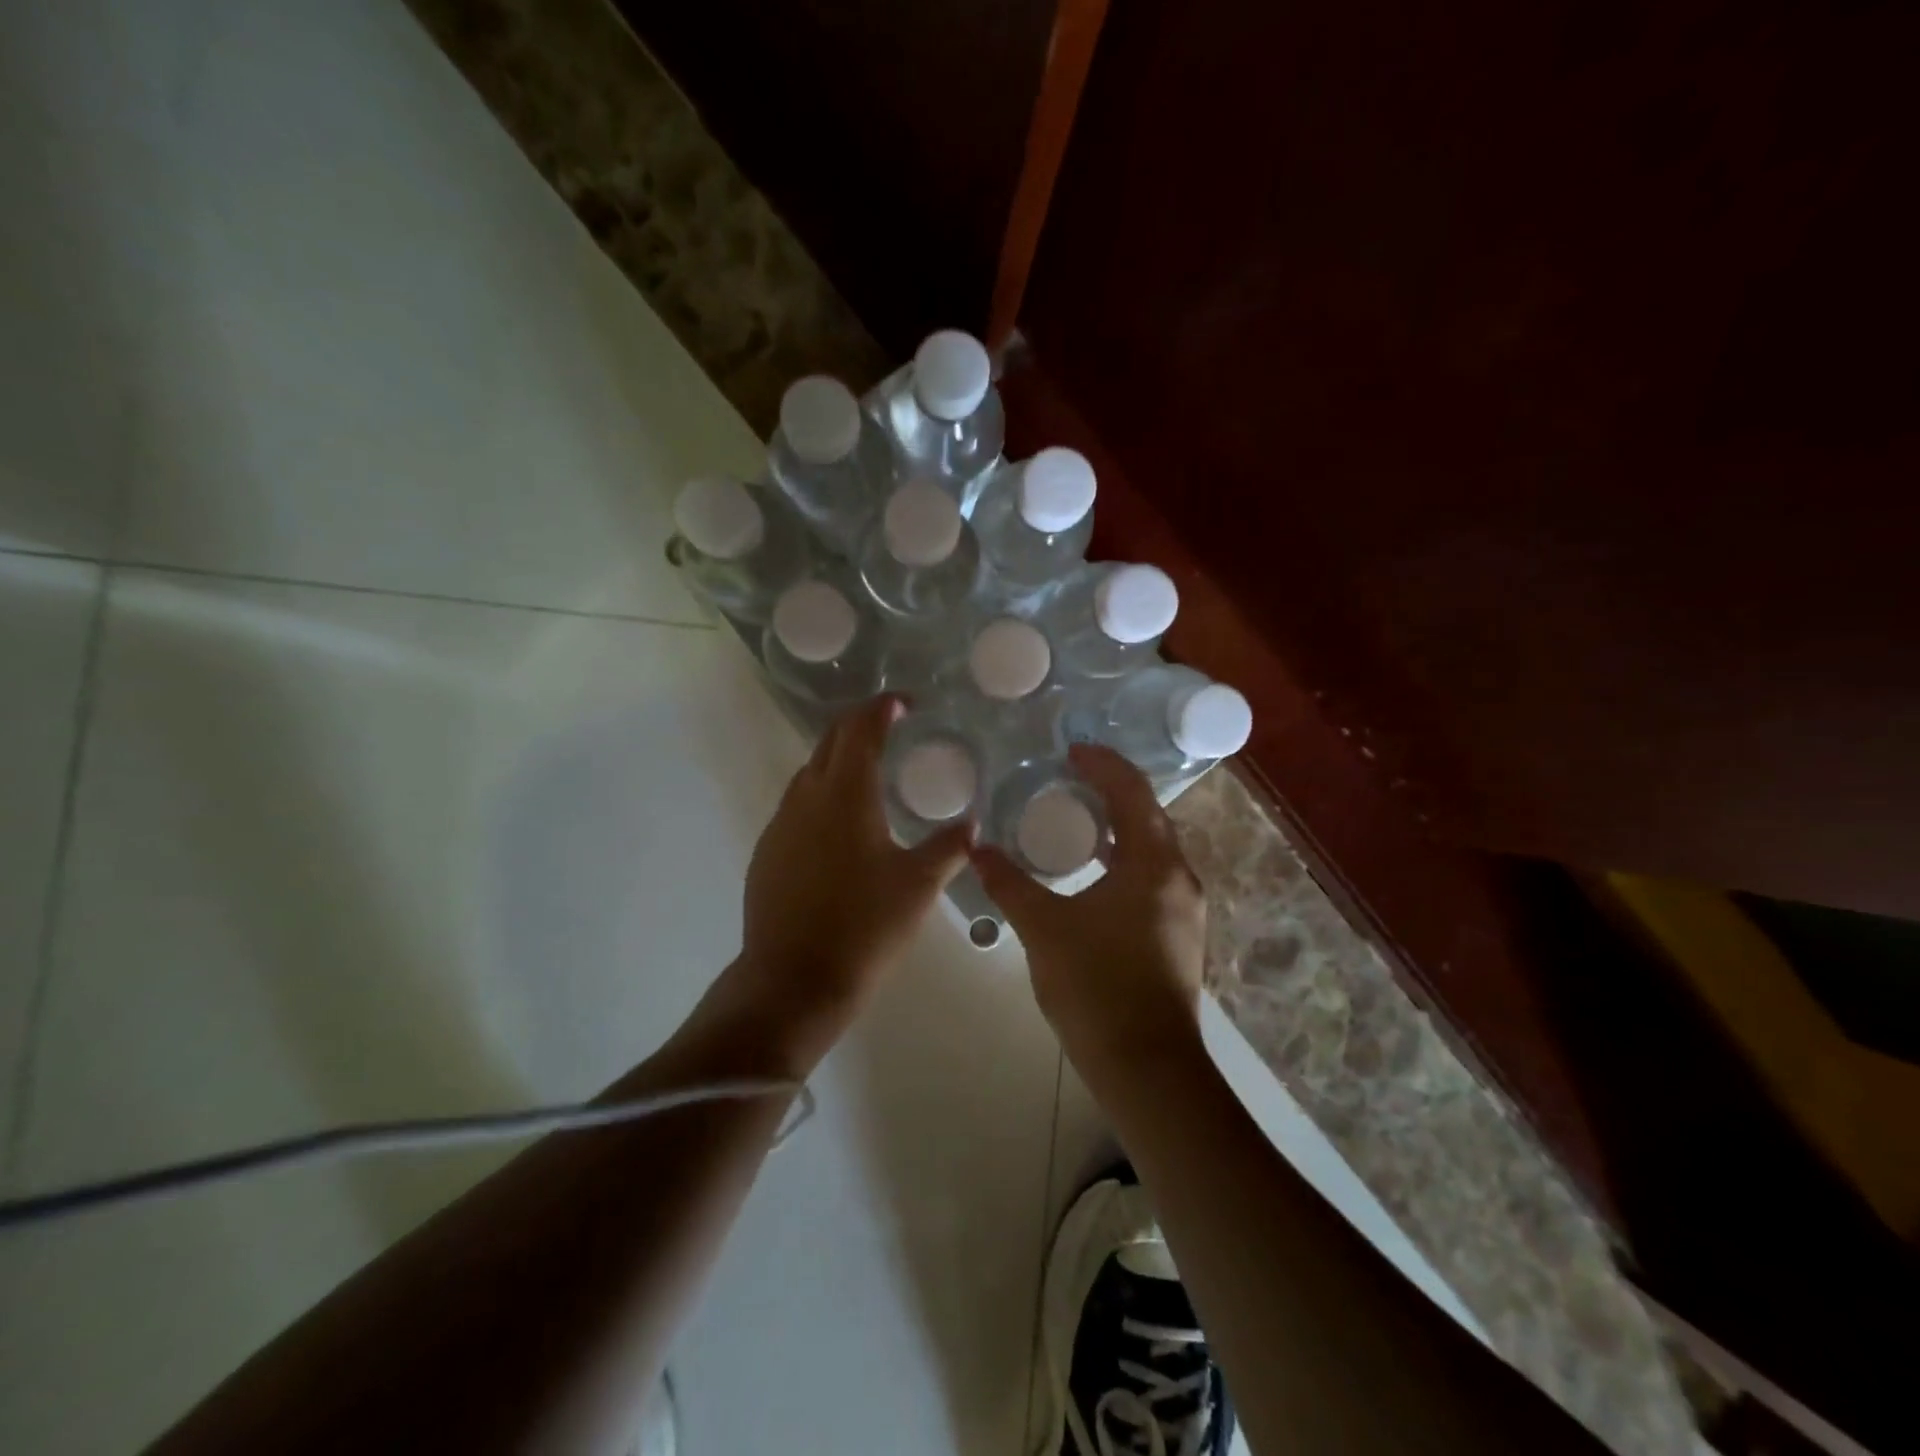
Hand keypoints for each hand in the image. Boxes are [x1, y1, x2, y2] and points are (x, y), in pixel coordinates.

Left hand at [728, 695, 973, 1071]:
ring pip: (810, 773)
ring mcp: (780, 825)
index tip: (903, 703)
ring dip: (838, 760)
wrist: (793, 980)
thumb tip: (971, 825)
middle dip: (859, 725)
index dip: (881, 708)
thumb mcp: (918, 886)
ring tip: (869, 773)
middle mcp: (806, 798)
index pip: (860, 730)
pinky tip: (839, 825)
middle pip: (829, 742)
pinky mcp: (767, 852)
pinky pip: (797, 806)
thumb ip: (948, 848)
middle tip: (889, 726)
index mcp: (845, 795)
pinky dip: (821, 795)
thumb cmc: (864, 927)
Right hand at [972, 745, 1206, 1075]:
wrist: (1147, 1068)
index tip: (1071, 751)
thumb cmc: (1096, 986)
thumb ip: (1009, 883)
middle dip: (1112, 791)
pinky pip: (1153, 876)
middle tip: (1069, 779)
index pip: (1133, 793)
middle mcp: (1180, 878)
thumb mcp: (1044, 928)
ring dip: (1120, 827)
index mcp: (1153, 864)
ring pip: (1153, 849)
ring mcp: (1185, 909)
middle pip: (1149, 816)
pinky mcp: (1180, 935)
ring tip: (1077, 820)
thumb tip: (978, 849)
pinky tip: (1093, 874)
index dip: (1103, 764)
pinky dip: (1125, 859)